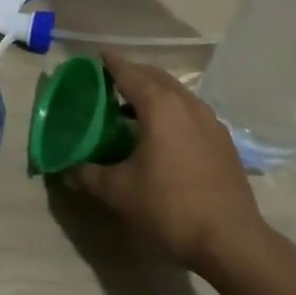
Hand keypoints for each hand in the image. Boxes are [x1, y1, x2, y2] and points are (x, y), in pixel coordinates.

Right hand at [66, 51, 265, 271]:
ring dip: (155, 92)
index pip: (130, 74)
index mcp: (160, 107)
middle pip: (156, 77)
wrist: (229, 237)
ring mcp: (210, 120)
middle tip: (111, 81)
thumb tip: (66, 169)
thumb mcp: (119, 192)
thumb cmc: (168, 207)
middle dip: (134, 74)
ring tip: (134, 106)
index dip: (112, 64)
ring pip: (178, 93)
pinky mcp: (223, 139)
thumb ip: (88, 174)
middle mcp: (187, 104)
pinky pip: (192, 111)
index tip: (98, 56)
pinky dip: (173, 109)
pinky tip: (164, 132)